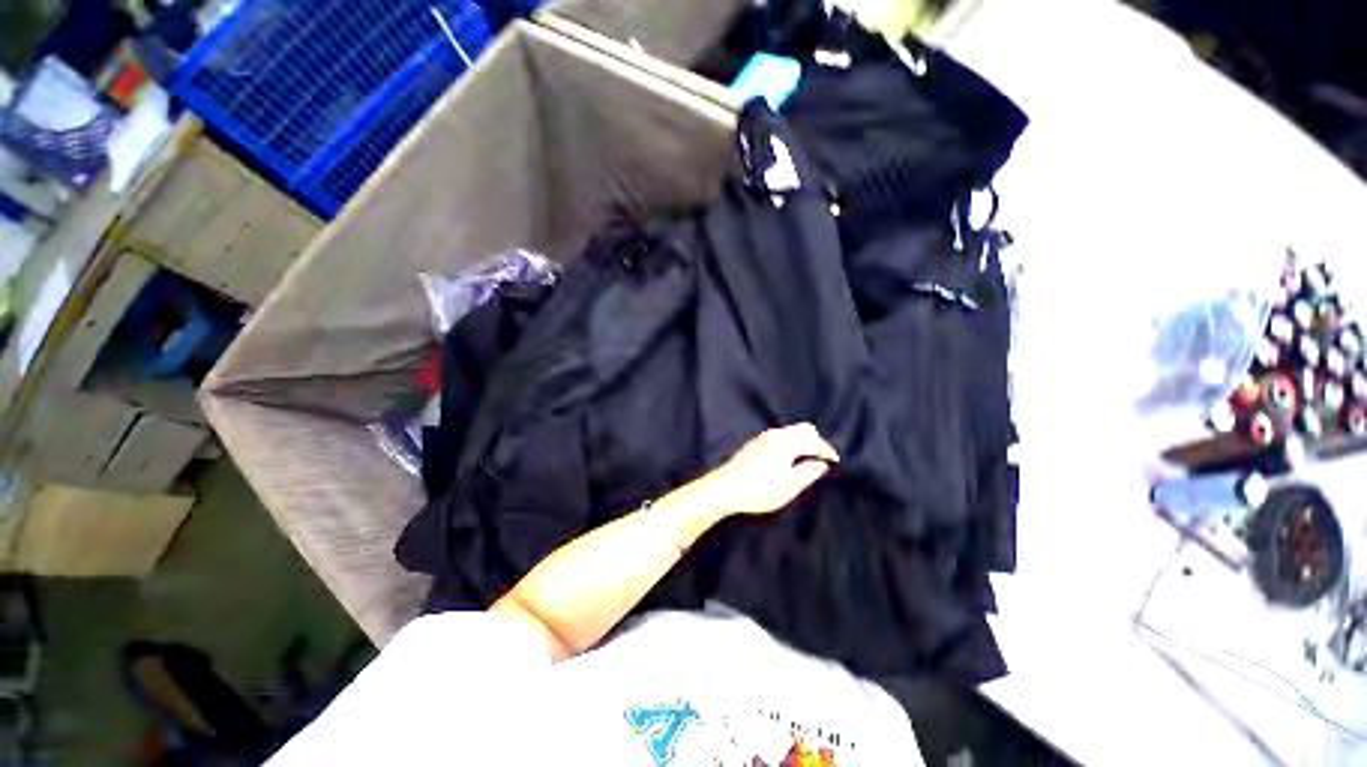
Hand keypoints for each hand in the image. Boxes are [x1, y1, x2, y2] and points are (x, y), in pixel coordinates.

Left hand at [696, 423, 839, 515]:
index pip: (814, 440)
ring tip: (807, 461)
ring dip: (803, 442)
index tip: (835, 462)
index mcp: (786, 441)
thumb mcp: (790, 485)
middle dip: (816, 442)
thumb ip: (809, 472)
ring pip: (791, 432)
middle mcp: (775, 434)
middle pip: (803, 429)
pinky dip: (791, 444)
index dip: (827, 451)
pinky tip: (788, 460)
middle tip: (822, 459)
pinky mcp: (755, 444)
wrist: (724, 488)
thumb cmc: (759, 489)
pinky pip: (781, 437)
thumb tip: (821, 463)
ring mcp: (763, 437)